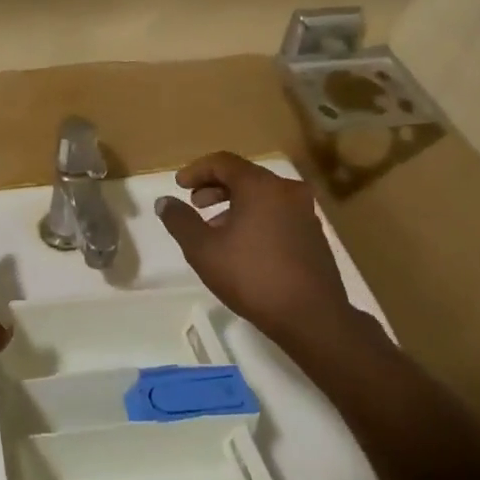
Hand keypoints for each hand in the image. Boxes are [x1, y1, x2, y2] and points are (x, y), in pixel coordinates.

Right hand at [155, 152, 355, 346]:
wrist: (312, 317)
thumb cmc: (252, 277)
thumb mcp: (204, 250)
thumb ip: (181, 221)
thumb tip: (164, 202)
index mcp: (261, 186)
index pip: (223, 162)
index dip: (197, 170)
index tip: (180, 185)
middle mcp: (287, 190)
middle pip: (245, 176)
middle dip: (216, 187)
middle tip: (196, 204)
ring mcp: (305, 211)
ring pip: (263, 195)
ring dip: (235, 204)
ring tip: (216, 228)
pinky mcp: (314, 233)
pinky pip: (278, 212)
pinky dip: (256, 217)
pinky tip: (244, 244)